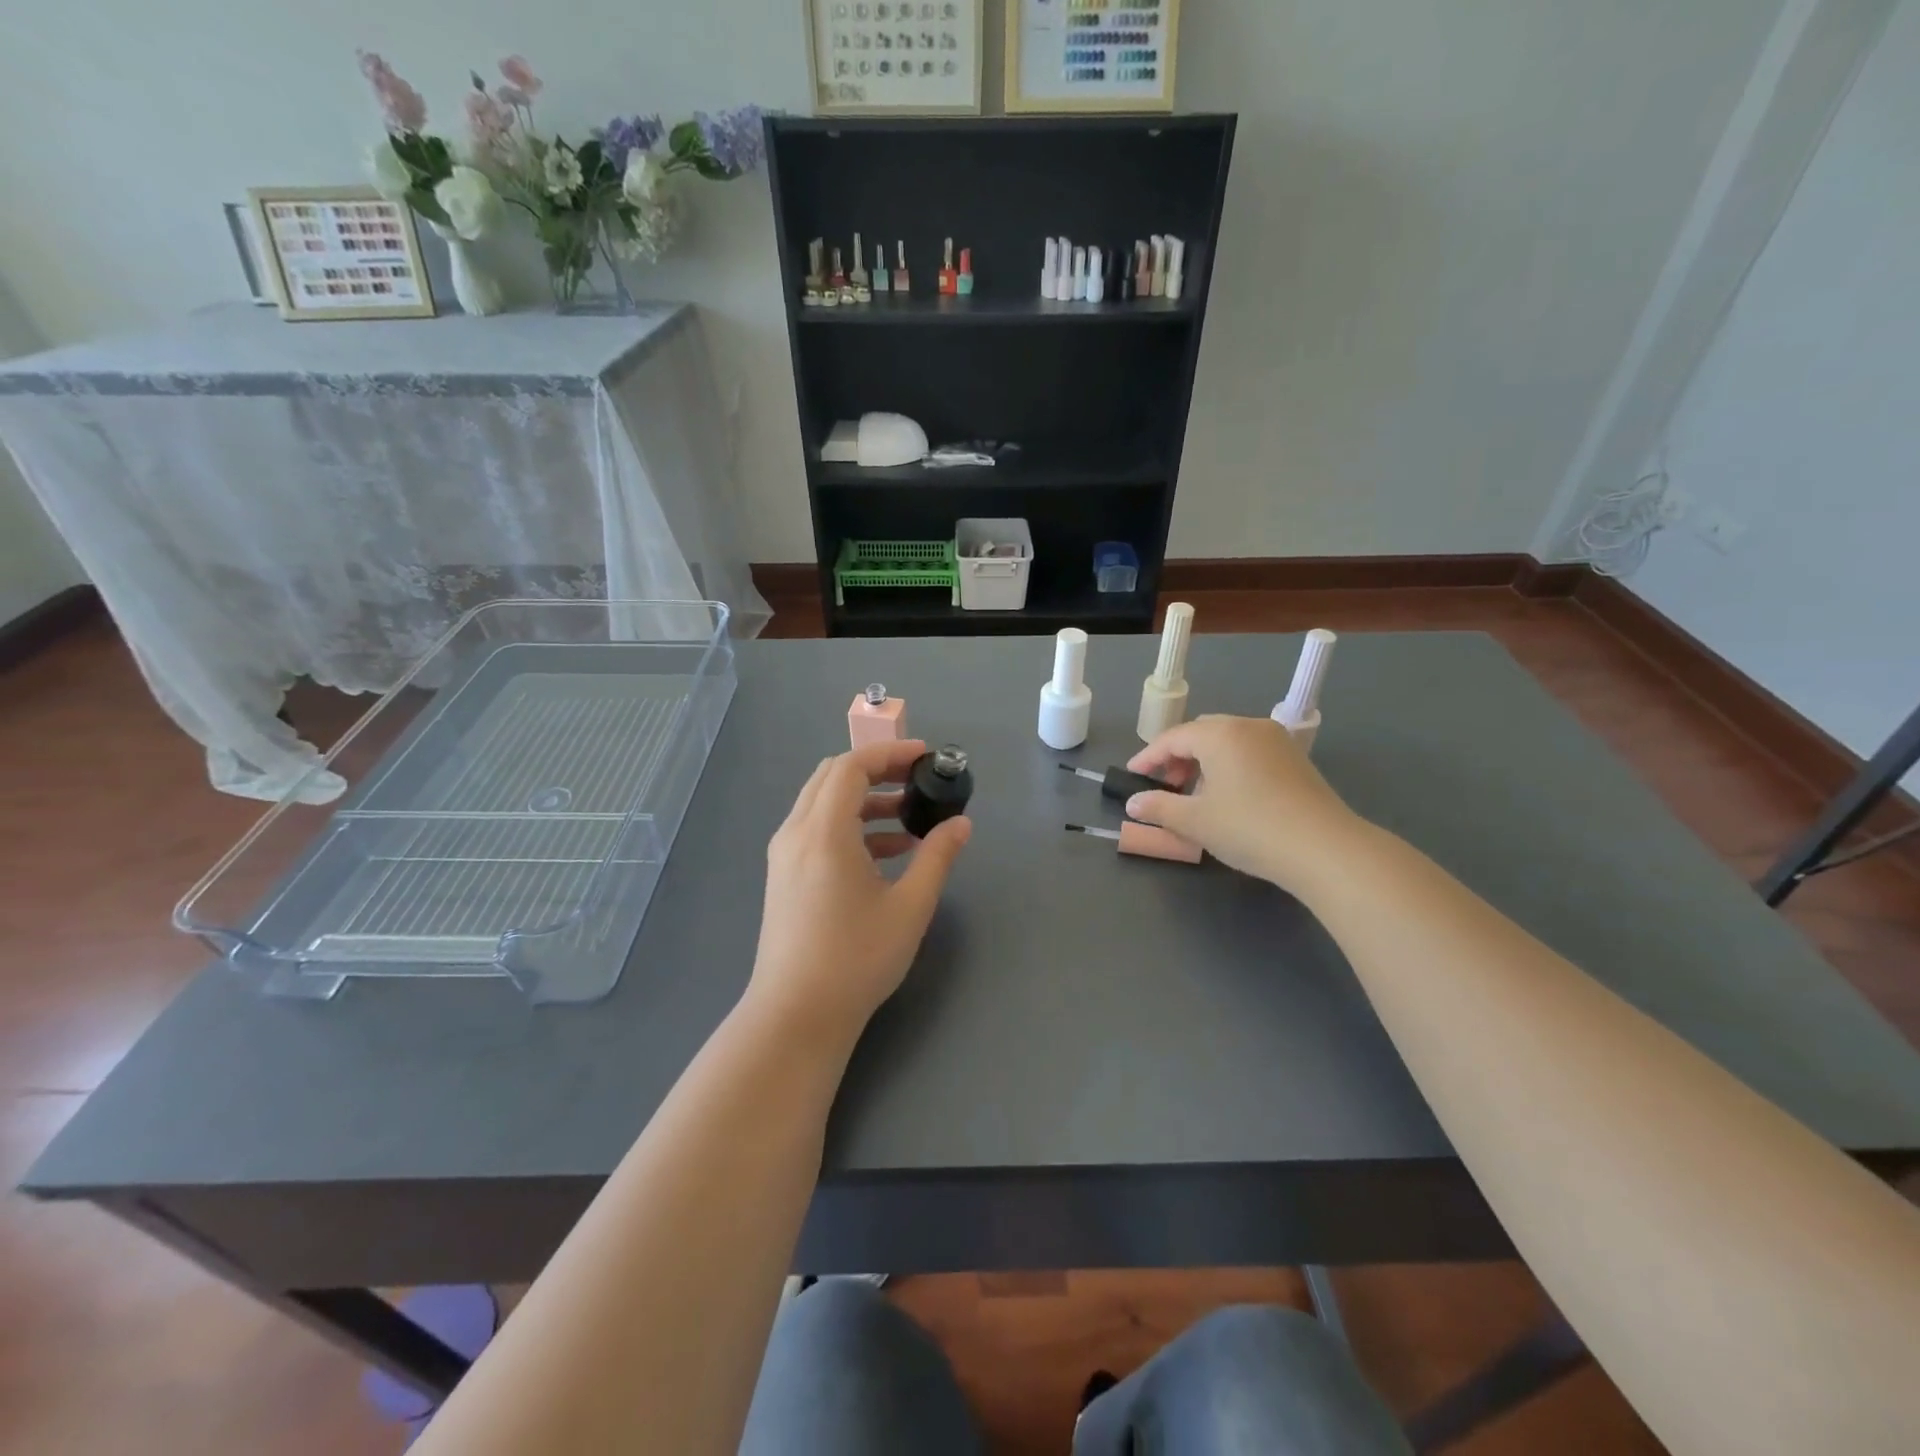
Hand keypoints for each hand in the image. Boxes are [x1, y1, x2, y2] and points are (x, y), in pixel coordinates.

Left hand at [748, 739, 971, 1043]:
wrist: (796, 1015)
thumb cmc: (856, 959)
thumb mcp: (909, 906)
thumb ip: (937, 857)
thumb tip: (961, 824)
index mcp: (824, 832)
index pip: (851, 767)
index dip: (889, 753)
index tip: (925, 757)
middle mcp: (796, 833)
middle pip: (832, 777)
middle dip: (877, 770)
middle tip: (917, 780)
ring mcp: (785, 856)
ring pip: (823, 804)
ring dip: (865, 800)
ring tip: (910, 819)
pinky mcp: (784, 876)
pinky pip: (817, 830)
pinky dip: (850, 826)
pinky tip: (887, 853)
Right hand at [1124, 714, 1360, 888]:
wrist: (1325, 848)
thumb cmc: (1250, 828)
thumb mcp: (1195, 821)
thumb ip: (1159, 808)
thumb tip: (1134, 803)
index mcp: (1220, 734)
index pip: (1173, 738)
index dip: (1148, 757)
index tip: (1132, 776)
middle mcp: (1248, 726)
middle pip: (1201, 733)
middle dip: (1177, 757)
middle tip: (1164, 786)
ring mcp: (1277, 741)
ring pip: (1228, 742)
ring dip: (1204, 762)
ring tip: (1195, 795)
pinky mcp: (1296, 759)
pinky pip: (1250, 752)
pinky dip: (1230, 766)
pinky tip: (1229, 796)